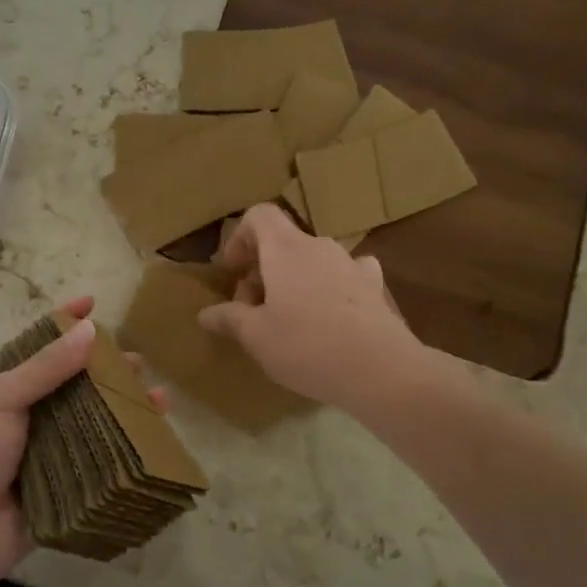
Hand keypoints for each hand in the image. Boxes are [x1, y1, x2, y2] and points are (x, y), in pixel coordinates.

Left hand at [0, 296, 165, 581]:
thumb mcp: (3, 399)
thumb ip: (46, 367)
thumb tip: (89, 329)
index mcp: (14, 389)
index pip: (44, 347)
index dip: (67, 323)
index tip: (94, 302)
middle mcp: (37, 415)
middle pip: (80, 383)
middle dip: (109, 370)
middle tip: (139, 364)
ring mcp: (55, 450)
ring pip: (97, 420)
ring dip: (126, 407)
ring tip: (157, 399)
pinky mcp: (70, 483)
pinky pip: (103, 460)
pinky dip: (127, 447)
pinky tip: (152, 440)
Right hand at [200, 204, 433, 413]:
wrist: (381, 370)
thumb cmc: (307, 346)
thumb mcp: (256, 337)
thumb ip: (229, 319)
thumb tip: (205, 314)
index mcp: (286, 248)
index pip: (259, 215)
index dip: (240, 238)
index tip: (234, 273)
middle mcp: (320, 246)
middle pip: (284, 242)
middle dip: (263, 270)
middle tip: (253, 310)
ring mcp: (352, 264)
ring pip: (313, 260)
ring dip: (295, 280)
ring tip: (290, 318)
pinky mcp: (375, 288)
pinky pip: (346, 275)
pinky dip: (332, 288)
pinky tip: (331, 316)